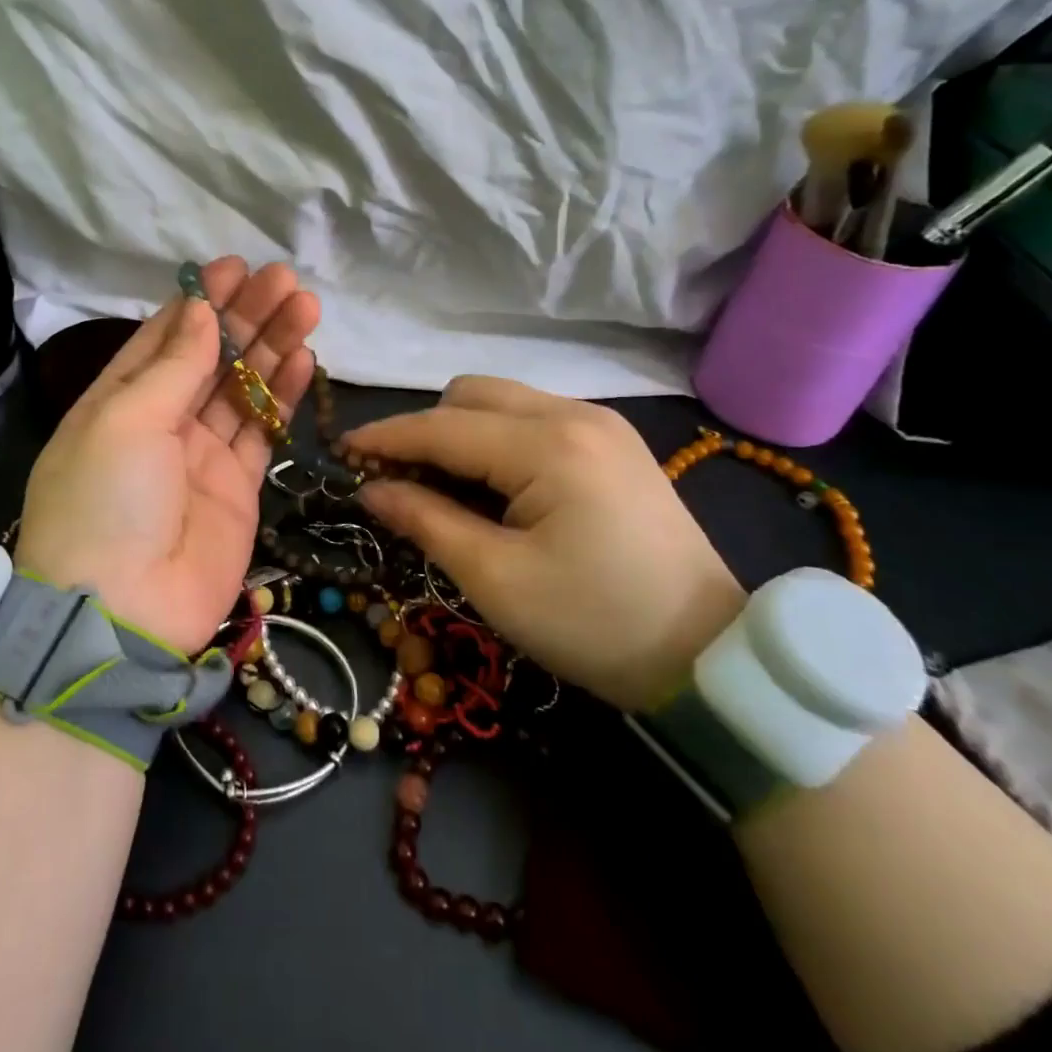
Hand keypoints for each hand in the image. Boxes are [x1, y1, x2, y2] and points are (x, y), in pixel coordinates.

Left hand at [15, 258, 319, 653]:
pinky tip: (304, 358)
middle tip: (285, 280)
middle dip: (245, 316)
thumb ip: (172, 365)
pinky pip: (262, 432)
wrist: (121, 614)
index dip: (199, 301)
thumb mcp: (126, 420)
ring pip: (241, 388)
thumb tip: (200, 310)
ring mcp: (200, 456)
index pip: (163, 337)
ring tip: (305, 306)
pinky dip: (281, 396)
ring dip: (271, 347)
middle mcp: (159, 422)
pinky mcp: (237, 488)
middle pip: (210, 357)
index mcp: (118, 400)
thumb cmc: (106, 501)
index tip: (235, 267)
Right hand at [342, 378, 744, 711]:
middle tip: (397, 480)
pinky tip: (493, 485)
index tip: (341, 451)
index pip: (443, 427)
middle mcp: (576, 415)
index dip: (385, 437)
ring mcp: (601, 424)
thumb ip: (426, 521)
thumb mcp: (496, 580)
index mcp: (549, 446)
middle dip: (424, 429)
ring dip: (460, 432)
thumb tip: (370, 489)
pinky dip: (496, 440)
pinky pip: (533, 419)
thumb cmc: (594, 624)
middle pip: (471, 394)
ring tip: (442, 486)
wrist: (710, 657)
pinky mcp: (614, 443)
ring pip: (503, 401)